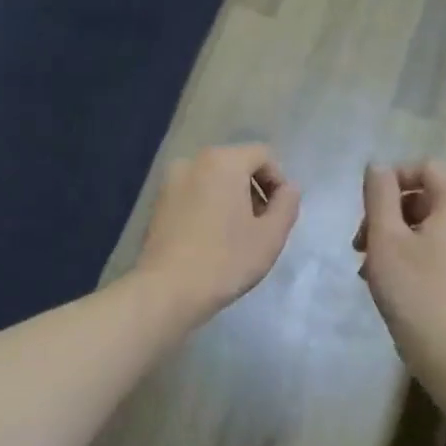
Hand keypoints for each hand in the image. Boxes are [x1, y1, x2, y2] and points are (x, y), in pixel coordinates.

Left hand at [136, 144, 300, 323]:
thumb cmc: (225, 260)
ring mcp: (169, 182)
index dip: (278, 181)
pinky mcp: (157, 204)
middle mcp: (192, 162)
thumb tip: (289, 189)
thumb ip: (287, 204)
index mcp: (222, 161)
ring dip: (230, 200)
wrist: (166, 290)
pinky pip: (192, 195)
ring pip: (212, 181)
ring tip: (236, 236)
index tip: (279, 214)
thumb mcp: (270, 236)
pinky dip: (207, 207)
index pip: (262, 155)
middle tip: (260, 227)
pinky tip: (210, 240)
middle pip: (235, 165)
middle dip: (253, 190)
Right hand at [356, 161, 445, 374]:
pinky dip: (412, 252)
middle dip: (388, 212)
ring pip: (429, 223)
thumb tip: (377, 167)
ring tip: (368, 265)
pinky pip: (440, 246)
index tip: (366, 208)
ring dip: (394, 235)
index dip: (392, 179)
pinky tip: (389, 279)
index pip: (425, 167)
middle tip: (360, 242)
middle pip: (426, 195)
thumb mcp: (385, 237)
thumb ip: (379, 195)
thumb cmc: (415, 289)